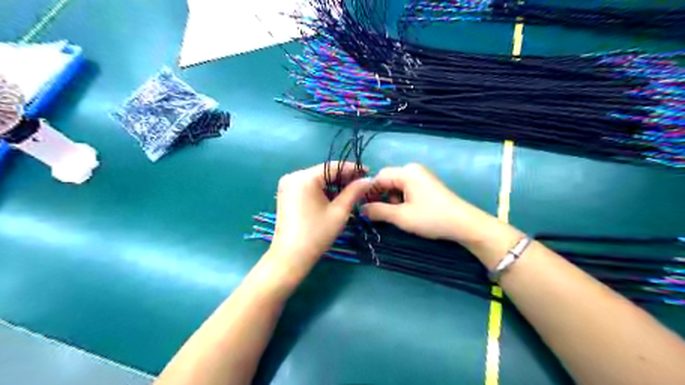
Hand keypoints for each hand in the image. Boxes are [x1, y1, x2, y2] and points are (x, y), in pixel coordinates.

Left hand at [269, 162, 374, 279]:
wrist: (290, 256)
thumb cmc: (317, 234)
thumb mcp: (339, 212)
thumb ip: (354, 192)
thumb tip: (368, 180)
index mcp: (305, 178)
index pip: (333, 166)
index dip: (352, 168)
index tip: (368, 171)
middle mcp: (293, 176)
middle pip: (324, 172)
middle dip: (343, 177)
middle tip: (362, 182)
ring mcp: (287, 184)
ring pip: (317, 179)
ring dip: (333, 184)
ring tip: (352, 190)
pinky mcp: (286, 193)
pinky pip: (308, 186)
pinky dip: (322, 190)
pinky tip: (335, 196)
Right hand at [364, 162, 501, 246]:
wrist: (464, 224)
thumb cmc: (431, 218)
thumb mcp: (401, 217)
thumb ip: (378, 211)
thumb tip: (361, 209)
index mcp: (406, 172)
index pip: (379, 177)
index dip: (368, 192)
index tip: (361, 207)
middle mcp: (413, 169)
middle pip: (387, 180)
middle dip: (380, 196)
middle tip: (377, 214)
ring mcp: (421, 176)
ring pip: (396, 185)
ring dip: (391, 199)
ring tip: (395, 215)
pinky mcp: (426, 184)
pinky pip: (406, 188)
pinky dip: (401, 199)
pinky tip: (405, 211)